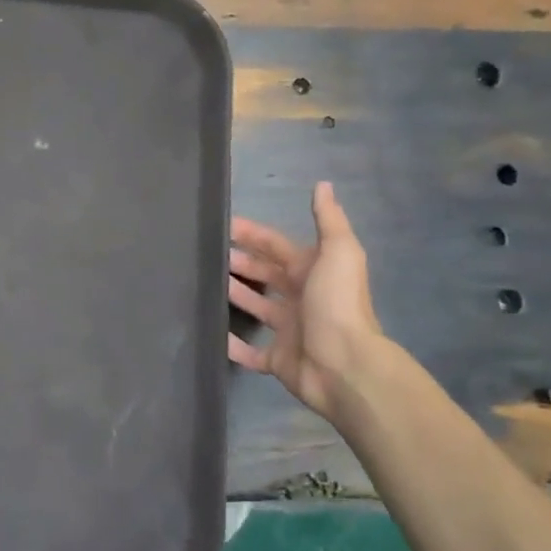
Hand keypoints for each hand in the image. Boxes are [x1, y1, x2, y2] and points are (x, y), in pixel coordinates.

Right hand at [228, 182, 382, 419]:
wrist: (345, 366)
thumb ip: (328, 220)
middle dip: (241, 263)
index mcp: (312, 272)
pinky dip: (233, 345)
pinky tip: (213, 334)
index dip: (252, 235)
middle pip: (266, 275)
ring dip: (236, 296)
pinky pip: (250, 353)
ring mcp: (289, 331)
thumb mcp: (338, 253)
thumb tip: (323, 184)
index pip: (277, 246)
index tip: (223, 225)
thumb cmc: (337, 304)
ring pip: (257, 309)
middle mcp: (301, 299)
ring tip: (205, 284)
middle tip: (208, 254)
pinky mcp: (278, 360)